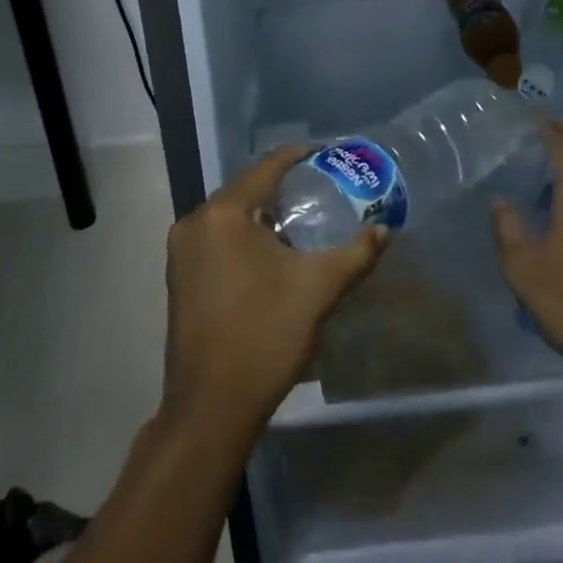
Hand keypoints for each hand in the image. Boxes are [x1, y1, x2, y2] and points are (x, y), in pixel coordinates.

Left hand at [161, 146, 389, 436]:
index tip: (327, 154)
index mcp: (224, 214)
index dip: (299, 157)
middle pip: (246, 188)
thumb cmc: (265, 337)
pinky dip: (243, 234)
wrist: (211, 408)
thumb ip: (355, 254)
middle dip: (282, 186)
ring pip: (230, 214)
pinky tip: (270, 250)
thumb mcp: (318, 290)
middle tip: (321, 187)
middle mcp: (196, 221)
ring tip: (302, 217)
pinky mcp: (178, 275)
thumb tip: (384, 230)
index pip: (267, 168)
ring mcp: (181, 250)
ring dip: (262, 212)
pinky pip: (216, 236)